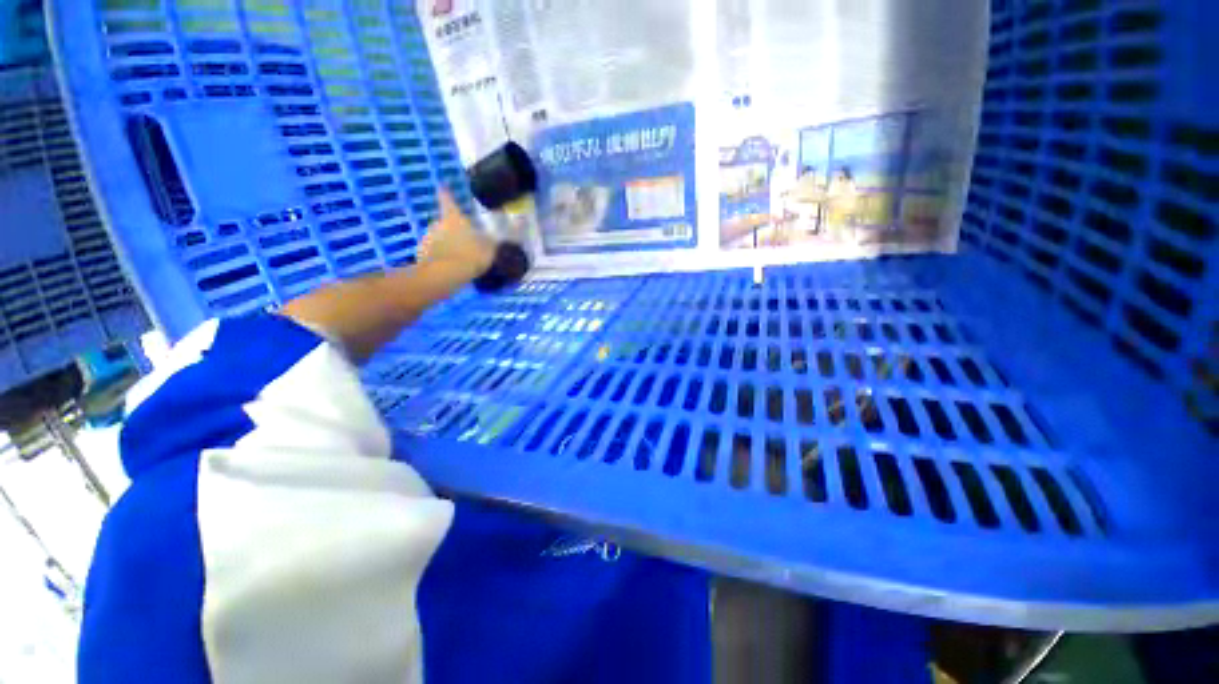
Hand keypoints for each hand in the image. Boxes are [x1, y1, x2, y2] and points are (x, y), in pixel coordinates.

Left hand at [418, 189, 495, 278]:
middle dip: (451, 226)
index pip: (447, 199)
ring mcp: (427, 238)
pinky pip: (433, 251)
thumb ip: (491, 241)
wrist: (444, 275)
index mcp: (454, 218)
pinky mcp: (421, 253)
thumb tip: (498, 235)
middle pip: (444, 220)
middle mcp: (437, 223)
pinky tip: (449, 265)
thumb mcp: (489, 249)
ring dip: (445, 242)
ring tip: (458, 254)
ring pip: (438, 236)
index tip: (443, 185)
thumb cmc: (470, 255)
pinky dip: (439, 255)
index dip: (446, 192)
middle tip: (463, 237)